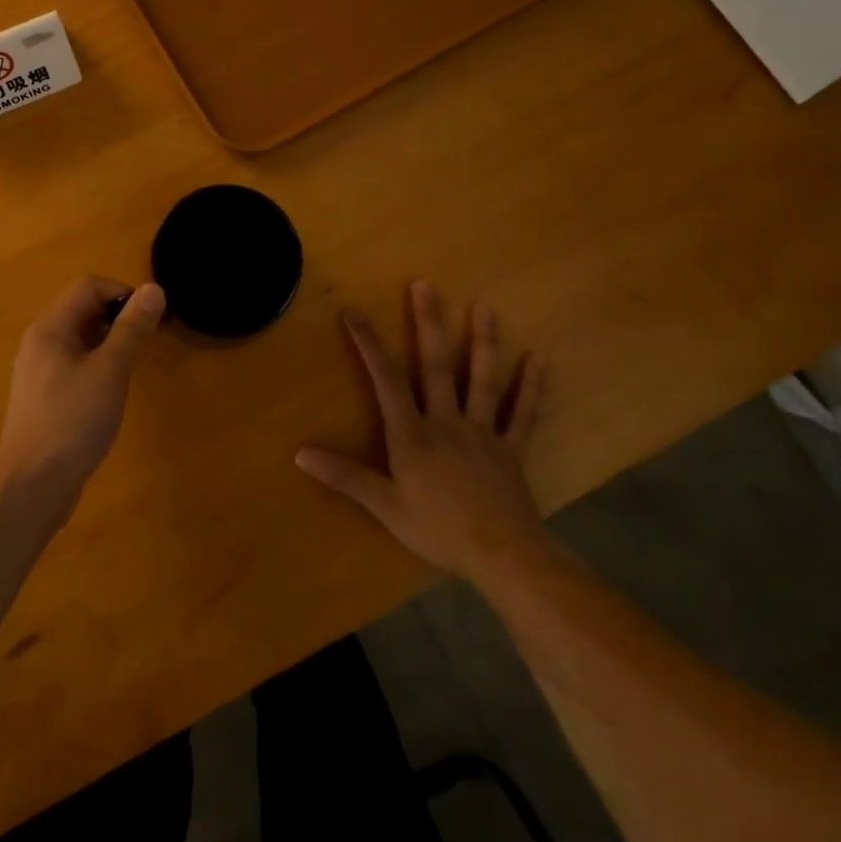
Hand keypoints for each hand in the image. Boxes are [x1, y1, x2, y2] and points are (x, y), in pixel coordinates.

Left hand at [0, 277, 165, 509]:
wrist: (32, 485)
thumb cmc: (73, 421)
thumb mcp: (110, 371)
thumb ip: (132, 329)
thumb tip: (154, 289)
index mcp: (50, 328)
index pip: (87, 286)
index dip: (122, 292)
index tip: (150, 318)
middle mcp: (40, 342)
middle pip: (82, 309)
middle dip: (118, 317)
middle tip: (147, 342)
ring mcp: (39, 371)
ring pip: (80, 339)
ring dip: (109, 342)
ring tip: (133, 366)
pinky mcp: (44, 396)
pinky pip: (74, 364)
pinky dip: (97, 365)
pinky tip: (112, 391)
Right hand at [297, 281, 550, 581]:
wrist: (503, 555)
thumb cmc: (438, 530)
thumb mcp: (385, 506)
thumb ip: (345, 477)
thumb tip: (300, 453)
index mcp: (413, 434)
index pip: (386, 380)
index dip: (369, 345)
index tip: (354, 312)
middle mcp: (447, 422)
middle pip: (435, 366)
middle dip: (428, 324)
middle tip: (425, 286)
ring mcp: (483, 432)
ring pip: (482, 380)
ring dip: (483, 343)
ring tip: (485, 308)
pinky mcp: (511, 448)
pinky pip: (523, 414)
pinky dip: (531, 387)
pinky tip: (539, 359)